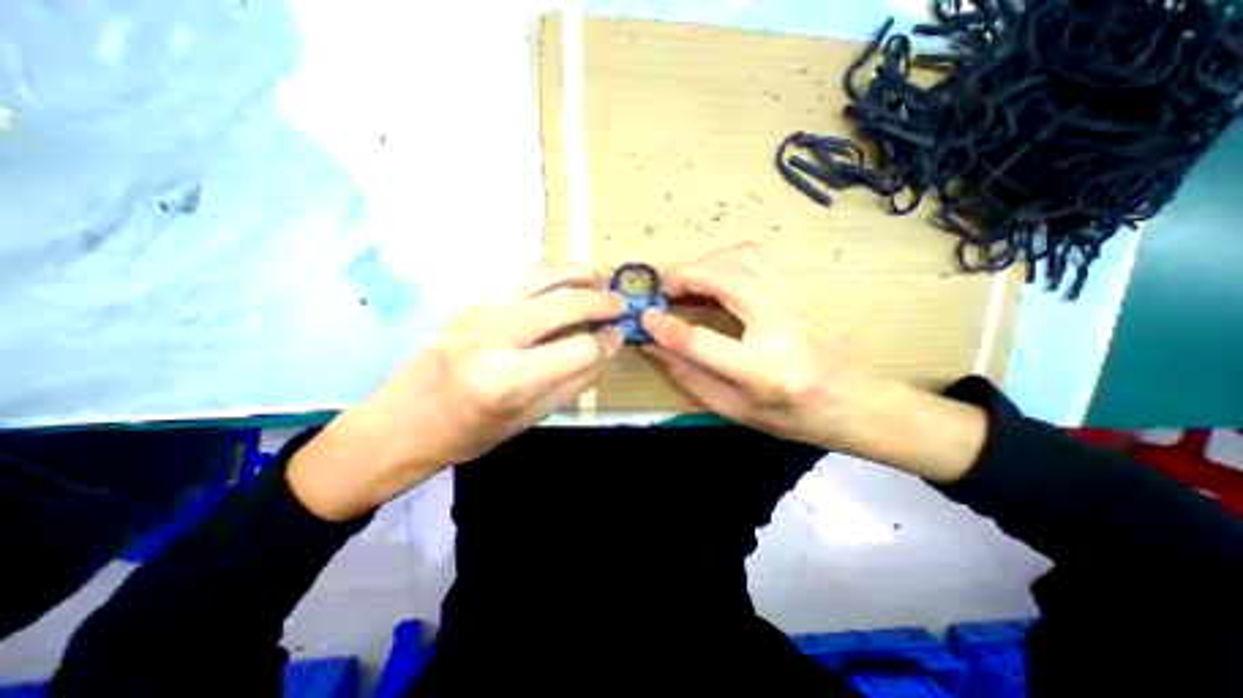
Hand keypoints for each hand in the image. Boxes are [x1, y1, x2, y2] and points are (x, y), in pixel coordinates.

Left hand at [287, 263, 625, 517]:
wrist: (401, 422)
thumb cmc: (467, 434)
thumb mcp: (529, 420)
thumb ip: (573, 383)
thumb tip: (604, 350)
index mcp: (509, 380)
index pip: (578, 349)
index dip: (606, 342)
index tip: (618, 337)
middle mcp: (494, 338)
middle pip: (563, 304)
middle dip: (601, 300)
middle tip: (619, 303)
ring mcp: (477, 314)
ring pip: (539, 275)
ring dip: (576, 272)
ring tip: (597, 279)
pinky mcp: (468, 303)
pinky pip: (517, 277)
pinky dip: (549, 272)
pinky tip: (564, 280)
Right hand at [647, 249, 987, 480]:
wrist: (856, 403)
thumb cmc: (793, 417)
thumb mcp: (735, 410)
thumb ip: (690, 378)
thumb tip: (655, 349)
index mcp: (762, 372)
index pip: (701, 341)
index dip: (666, 327)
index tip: (646, 317)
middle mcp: (780, 330)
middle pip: (725, 280)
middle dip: (685, 276)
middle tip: (664, 289)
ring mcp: (795, 305)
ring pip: (743, 259)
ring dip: (706, 262)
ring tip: (687, 281)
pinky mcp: (799, 293)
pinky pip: (758, 261)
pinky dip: (726, 260)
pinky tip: (714, 277)